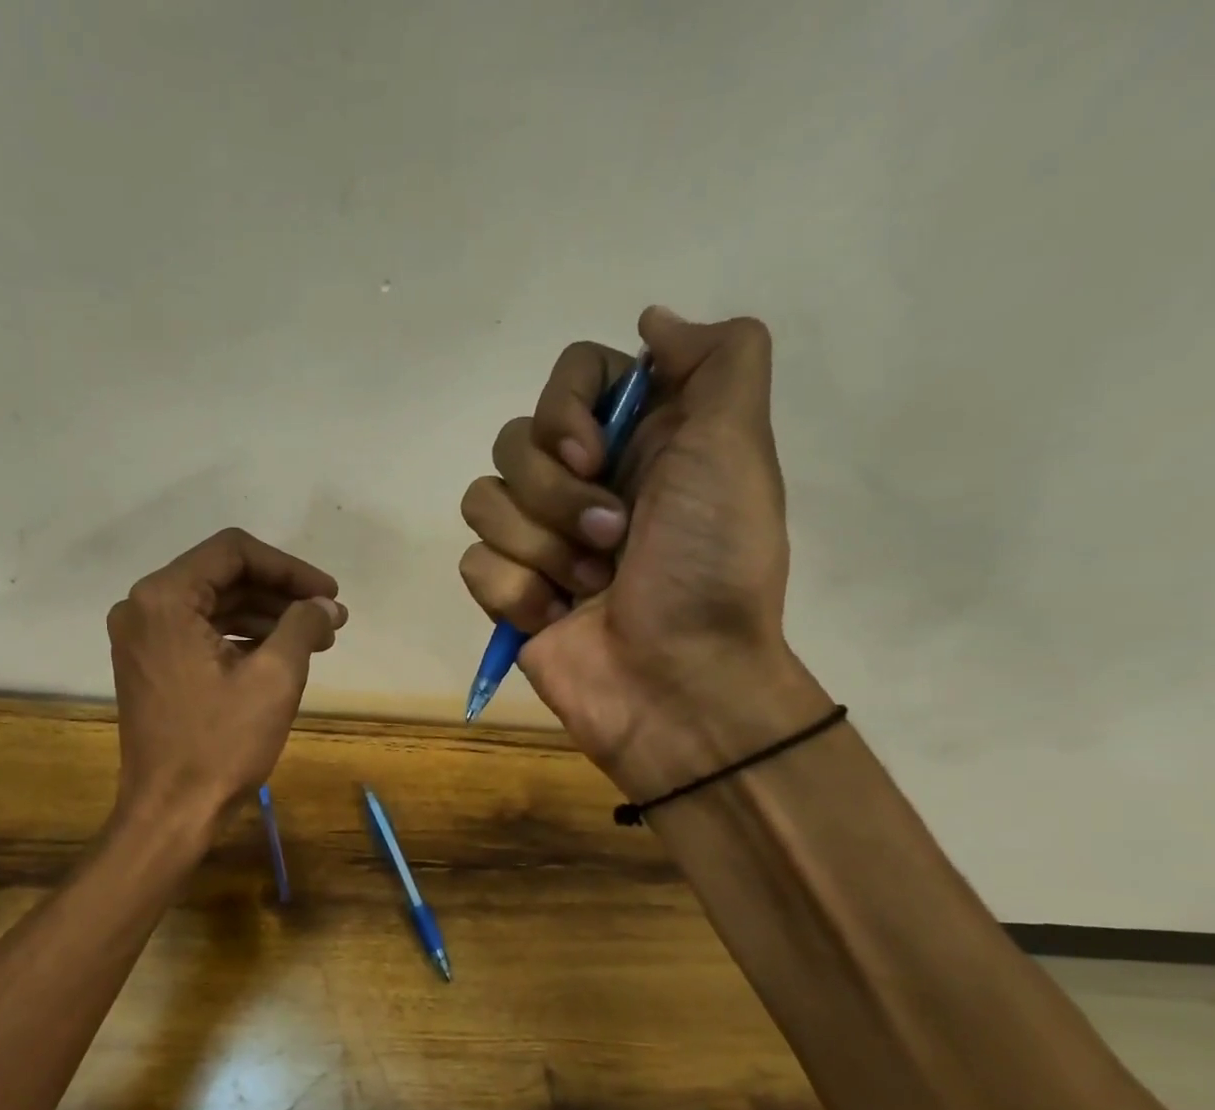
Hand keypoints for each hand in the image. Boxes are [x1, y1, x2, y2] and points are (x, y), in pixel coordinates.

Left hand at [107, 528, 346, 831]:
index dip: (290, 568)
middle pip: (223, 577)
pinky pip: (199, 633)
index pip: (235, 552)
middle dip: (280, 595)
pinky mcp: (148, 665)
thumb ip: (303, 625)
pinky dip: (240, 637)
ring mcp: (141, 638)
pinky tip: (280, 653)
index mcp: (164, 598)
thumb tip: (325, 606)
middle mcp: (142, 607)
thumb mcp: (275, 678)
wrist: (171, 811)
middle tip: (329, 619)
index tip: (329, 594)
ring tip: (315, 639)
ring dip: (265, 616)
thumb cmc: (221, 744)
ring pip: (213, 606)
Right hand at [459, 306, 825, 795]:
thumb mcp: (738, 448)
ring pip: (483, 500)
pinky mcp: (509, 593)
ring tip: (589, 587)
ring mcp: (541, 540)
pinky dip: (517, 593)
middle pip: (514, 440)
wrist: (678, 683)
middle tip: (614, 539)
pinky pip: (476, 563)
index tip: (596, 454)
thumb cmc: (711, 567)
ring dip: (542, 548)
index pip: (570, 375)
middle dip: (558, 495)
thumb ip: (719, 359)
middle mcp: (584, 481)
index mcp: (638, 439)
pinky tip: (556, 619)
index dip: (567, 406)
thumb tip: (650, 321)